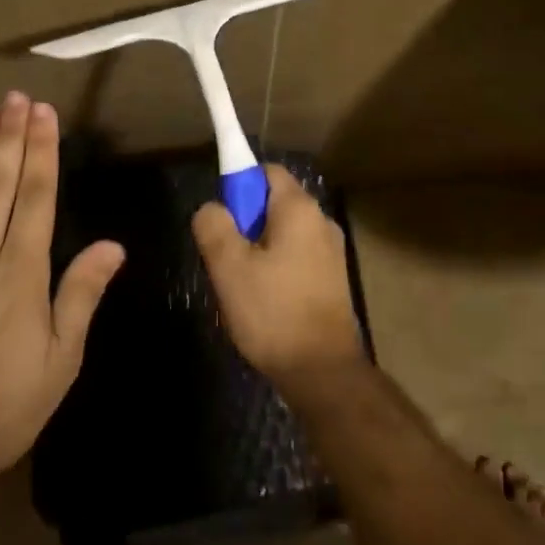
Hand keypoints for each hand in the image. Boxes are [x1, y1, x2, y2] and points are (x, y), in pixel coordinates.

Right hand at [192, 164, 362, 387]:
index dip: (238, 184)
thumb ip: (214, 226)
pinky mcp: (333, 279)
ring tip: (242, 285)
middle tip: (225, 258)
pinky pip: (296, 257)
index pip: (265, 171)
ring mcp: (331, 251)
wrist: (323, 372)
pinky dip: (277, 268)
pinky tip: (264, 301)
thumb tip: (211, 208)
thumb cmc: (273, 312)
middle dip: (245, 223)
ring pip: (283, 234)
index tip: (221, 217)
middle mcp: (321, 221)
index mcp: (299, 208)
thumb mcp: (229, 267)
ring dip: (259, 249)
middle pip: (274, 203)